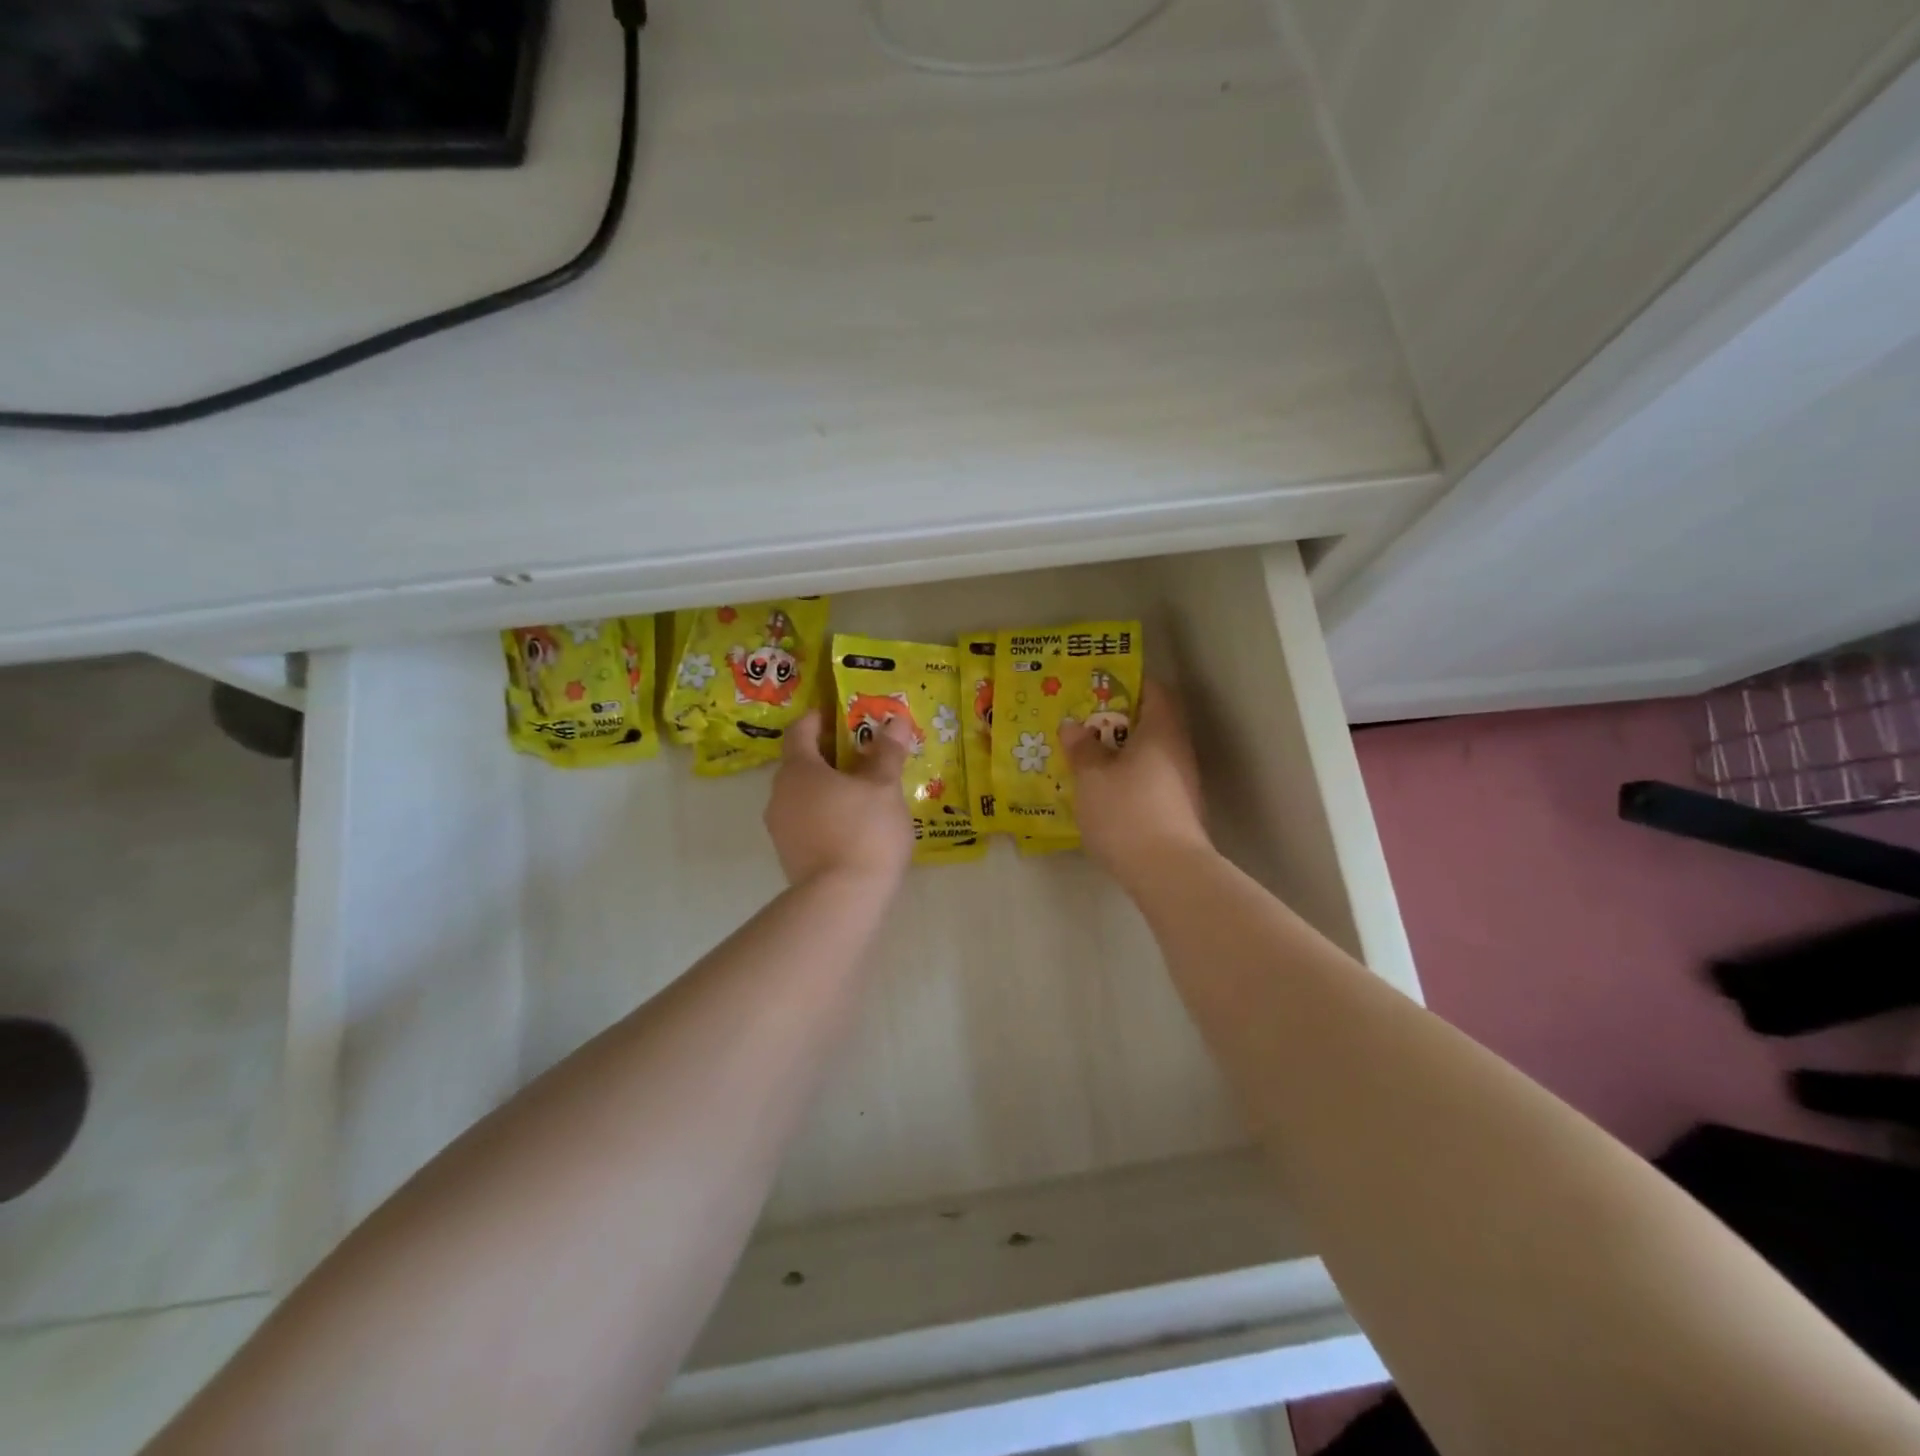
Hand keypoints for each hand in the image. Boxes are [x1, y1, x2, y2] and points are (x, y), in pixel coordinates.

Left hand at [765, 710, 915, 887]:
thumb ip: (887, 753)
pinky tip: (854, 825)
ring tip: (863, 791)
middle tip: (864, 754)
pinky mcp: (789, 856)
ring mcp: (780, 829)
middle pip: (801, 764)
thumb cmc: (864, 831)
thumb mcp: (884, 788)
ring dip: (828, 788)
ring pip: (803, 796)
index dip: (819, 718)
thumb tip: (895, 720)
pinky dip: (826, 814)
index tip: (842, 715)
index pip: (800, 730)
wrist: (841, 900)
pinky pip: (806, 822)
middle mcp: (779, 795)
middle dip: (829, 755)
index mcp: (798, 770)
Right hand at [1061, 679, 1210, 886]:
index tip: (1099, 687)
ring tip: (1088, 759)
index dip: (1129, 684)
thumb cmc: (1127, 811)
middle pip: (1152, 724)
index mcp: (1161, 731)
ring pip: (1151, 756)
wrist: (1167, 872)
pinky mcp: (1179, 812)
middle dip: (1118, 722)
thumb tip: (1073, 726)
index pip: (1154, 691)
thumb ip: (1082, 748)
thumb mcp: (1092, 776)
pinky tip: (1105, 794)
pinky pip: (1151, 782)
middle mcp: (1179, 751)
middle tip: (1084, 724)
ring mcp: (1183, 784)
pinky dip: (1130, 780)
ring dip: (1122, 754)